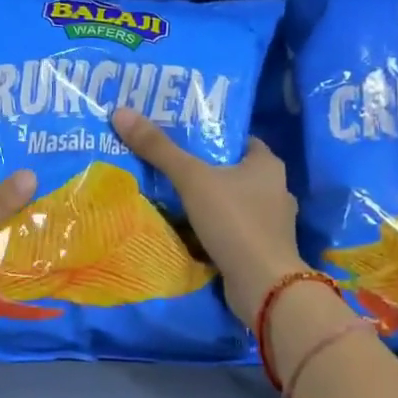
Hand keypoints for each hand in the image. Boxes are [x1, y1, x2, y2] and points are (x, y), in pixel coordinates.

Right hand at [111, 107, 306, 324]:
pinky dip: (213, 229)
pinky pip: (232, 229)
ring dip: (207, 202)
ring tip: (172, 197)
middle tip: (167, 165)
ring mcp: (271, 223)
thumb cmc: (234, 221)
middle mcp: (275, 189)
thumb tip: (121, 112)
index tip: (180, 136)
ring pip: (232, 202)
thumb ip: (158, 149)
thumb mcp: (192, 179)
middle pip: (232, 171)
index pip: (238, 140)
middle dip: (203, 170)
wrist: (264, 286)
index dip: (211, 136)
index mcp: (267, 164)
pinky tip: (188, 231)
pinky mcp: (262, 249)